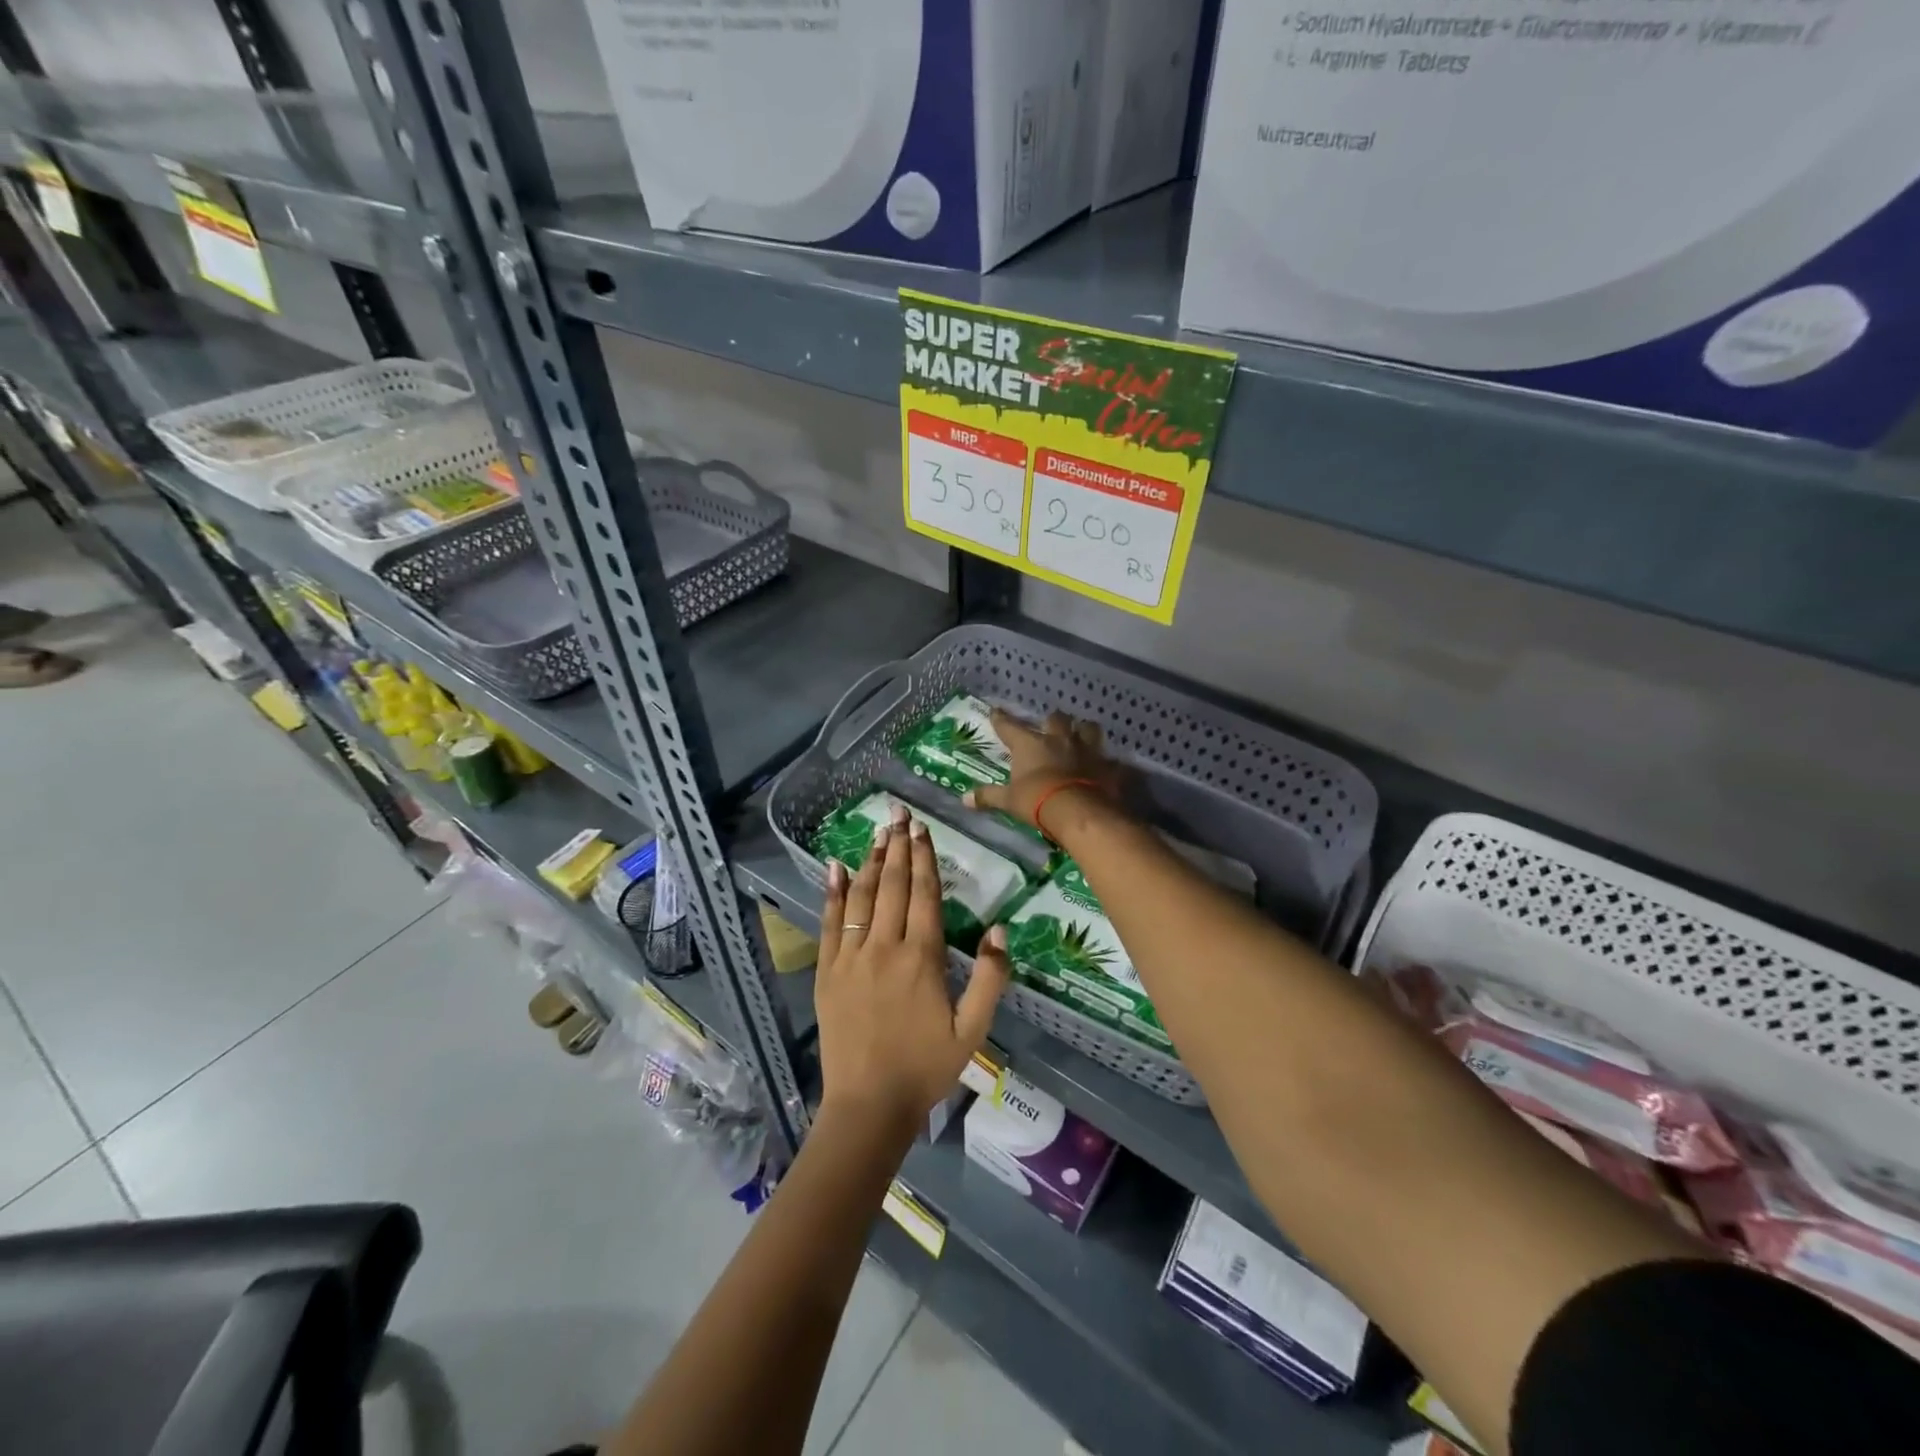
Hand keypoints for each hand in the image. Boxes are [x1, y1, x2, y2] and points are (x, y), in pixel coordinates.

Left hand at [816, 802, 1010, 1135]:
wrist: (868, 1104)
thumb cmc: (926, 1067)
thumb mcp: (973, 1029)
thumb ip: (990, 978)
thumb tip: (1001, 929)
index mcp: (922, 957)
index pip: (924, 893)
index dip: (925, 857)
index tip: (923, 828)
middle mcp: (885, 946)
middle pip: (894, 885)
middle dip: (899, 847)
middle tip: (900, 814)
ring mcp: (851, 956)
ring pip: (863, 896)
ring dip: (872, 861)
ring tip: (878, 833)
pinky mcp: (828, 971)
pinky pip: (830, 922)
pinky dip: (834, 892)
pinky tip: (836, 867)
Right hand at [963, 709, 1125, 829]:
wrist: (1079, 811)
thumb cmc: (1037, 801)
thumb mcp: (1009, 801)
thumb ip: (988, 796)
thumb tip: (963, 799)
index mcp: (1030, 744)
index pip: (1010, 726)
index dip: (1001, 719)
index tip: (995, 711)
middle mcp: (1058, 740)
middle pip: (1056, 718)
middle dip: (1052, 720)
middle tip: (1050, 725)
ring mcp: (1086, 750)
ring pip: (1088, 729)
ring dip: (1084, 731)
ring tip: (1082, 735)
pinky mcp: (1107, 766)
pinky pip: (1111, 760)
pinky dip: (1109, 764)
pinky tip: (1108, 768)